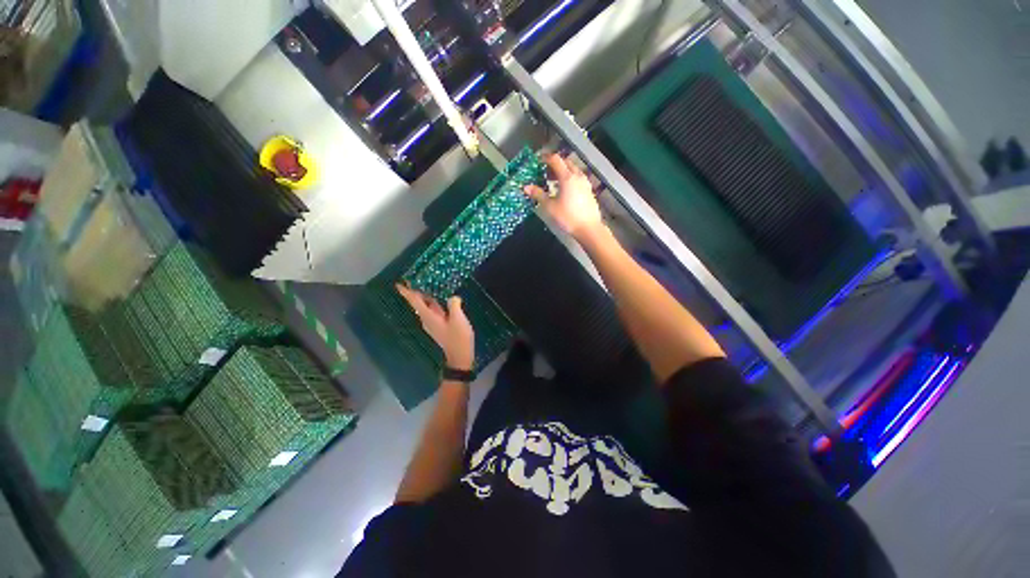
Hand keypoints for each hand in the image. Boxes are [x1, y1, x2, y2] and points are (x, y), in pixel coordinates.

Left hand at [397, 284, 474, 370]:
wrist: (460, 357)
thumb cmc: (458, 338)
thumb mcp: (458, 319)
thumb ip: (454, 305)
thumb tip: (452, 297)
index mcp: (429, 317)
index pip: (415, 302)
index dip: (407, 292)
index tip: (398, 284)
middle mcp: (428, 319)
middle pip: (418, 303)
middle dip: (415, 292)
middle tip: (415, 279)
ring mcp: (433, 324)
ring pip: (426, 307)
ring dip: (425, 297)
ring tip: (427, 285)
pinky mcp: (439, 326)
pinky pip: (433, 311)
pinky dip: (434, 303)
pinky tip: (441, 299)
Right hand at [524, 153, 604, 241]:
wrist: (588, 228)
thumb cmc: (567, 217)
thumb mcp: (550, 207)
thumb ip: (538, 195)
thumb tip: (526, 187)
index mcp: (567, 177)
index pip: (556, 160)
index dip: (545, 158)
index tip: (538, 161)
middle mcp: (577, 176)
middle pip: (566, 162)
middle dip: (554, 164)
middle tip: (544, 172)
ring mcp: (585, 183)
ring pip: (573, 170)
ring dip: (562, 171)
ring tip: (553, 181)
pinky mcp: (589, 190)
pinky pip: (577, 178)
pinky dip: (569, 178)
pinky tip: (564, 190)